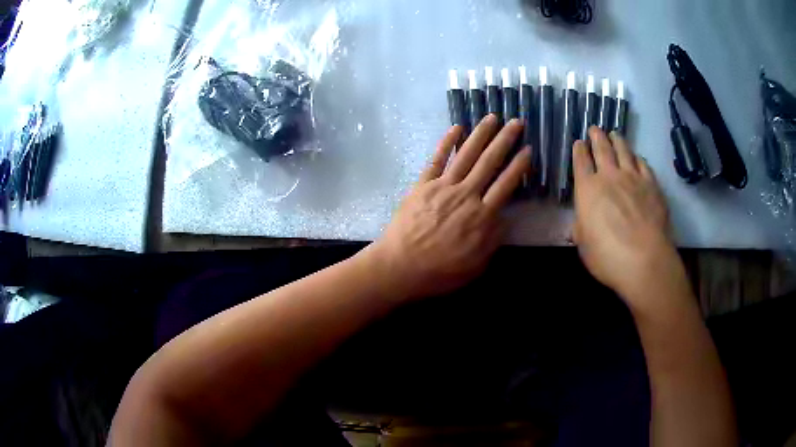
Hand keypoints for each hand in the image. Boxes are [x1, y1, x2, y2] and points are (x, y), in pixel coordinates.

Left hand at [364, 115, 530, 300]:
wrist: (400, 268)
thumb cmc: (440, 272)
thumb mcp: (476, 265)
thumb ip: (493, 239)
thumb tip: (504, 217)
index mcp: (481, 216)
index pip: (506, 184)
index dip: (519, 166)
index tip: (528, 149)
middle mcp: (465, 195)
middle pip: (489, 162)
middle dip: (505, 140)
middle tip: (516, 122)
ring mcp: (442, 187)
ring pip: (466, 155)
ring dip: (481, 134)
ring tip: (492, 117)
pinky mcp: (422, 185)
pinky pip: (437, 159)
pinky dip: (446, 143)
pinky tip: (456, 128)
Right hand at [573, 127, 685, 309]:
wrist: (644, 260)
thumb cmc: (607, 256)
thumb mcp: (584, 246)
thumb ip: (581, 228)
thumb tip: (580, 224)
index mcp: (588, 190)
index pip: (581, 163)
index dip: (579, 151)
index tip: (578, 143)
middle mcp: (609, 177)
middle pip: (602, 149)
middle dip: (596, 137)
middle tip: (595, 128)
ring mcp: (633, 178)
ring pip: (623, 151)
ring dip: (617, 141)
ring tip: (614, 134)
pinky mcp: (651, 185)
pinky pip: (643, 165)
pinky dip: (638, 158)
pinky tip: (637, 157)